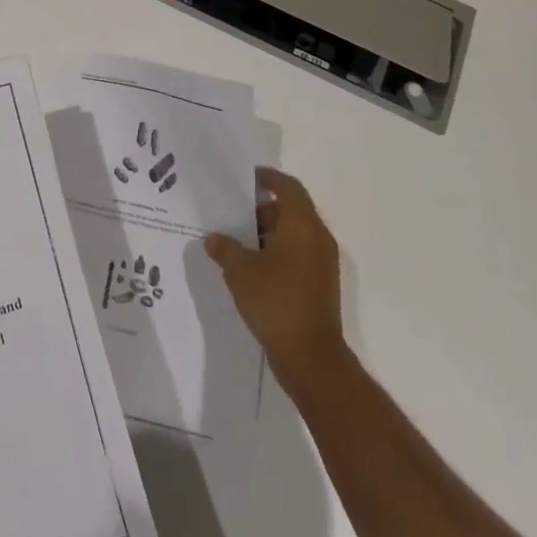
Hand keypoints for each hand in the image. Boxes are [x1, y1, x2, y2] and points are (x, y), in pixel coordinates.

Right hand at [204, 168, 345, 393]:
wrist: (312, 359)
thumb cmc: (276, 302)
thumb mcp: (240, 271)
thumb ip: (225, 248)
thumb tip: (214, 238)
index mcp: (302, 225)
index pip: (288, 186)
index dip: (268, 177)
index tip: (246, 178)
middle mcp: (318, 238)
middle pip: (291, 210)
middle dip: (262, 209)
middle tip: (234, 215)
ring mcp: (323, 264)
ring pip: (294, 235)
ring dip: (269, 234)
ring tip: (238, 244)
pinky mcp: (321, 286)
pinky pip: (298, 256)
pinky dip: (278, 254)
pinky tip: (253, 270)